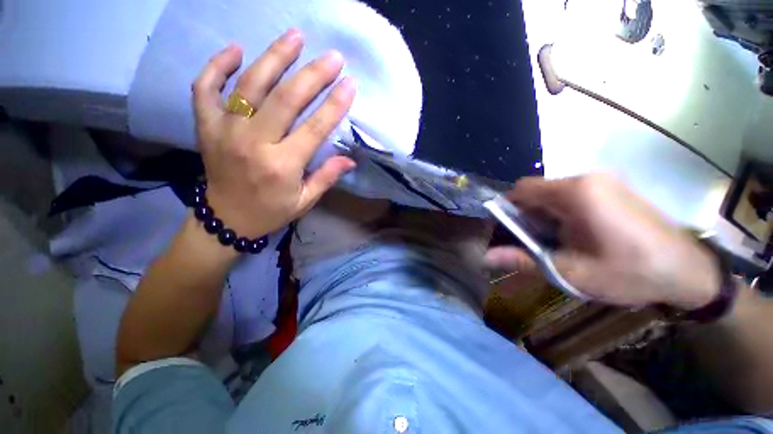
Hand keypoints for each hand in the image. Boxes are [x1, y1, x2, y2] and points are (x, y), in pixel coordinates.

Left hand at [192, 29, 356, 238]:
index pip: (314, 128)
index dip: (334, 105)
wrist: (226, 218)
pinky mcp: (206, 127)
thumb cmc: (271, 211)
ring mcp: (225, 131)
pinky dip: (217, 66)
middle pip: (285, 99)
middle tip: (332, 57)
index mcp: (282, 166)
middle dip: (312, 75)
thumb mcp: (305, 201)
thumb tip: (350, 159)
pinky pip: (205, 88)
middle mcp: (253, 144)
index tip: (349, 84)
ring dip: (274, 57)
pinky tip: (236, 50)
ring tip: (294, 37)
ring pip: (250, 85)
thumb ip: (327, 177)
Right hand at [484, 174, 720, 309]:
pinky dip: (561, 213)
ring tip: (557, 241)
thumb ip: (524, 260)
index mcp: (575, 193)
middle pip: (536, 191)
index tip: (508, 231)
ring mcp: (602, 181)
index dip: (507, 209)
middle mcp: (586, 179)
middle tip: (534, 242)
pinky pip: (571, 195)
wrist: (689, 272)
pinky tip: (576, 235)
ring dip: (544, 215)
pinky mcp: (612, 188)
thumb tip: (485, 258)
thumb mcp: (571, 271)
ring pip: (552, 194)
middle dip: (527, 215)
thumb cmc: (630, 273)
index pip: (521, 190)